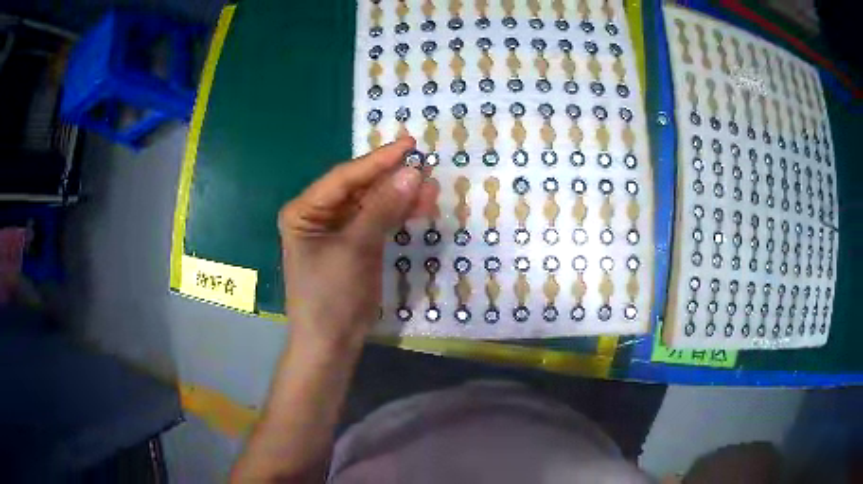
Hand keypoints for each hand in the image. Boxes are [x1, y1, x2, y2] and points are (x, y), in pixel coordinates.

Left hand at [278, 137, 437, 348]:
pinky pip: (379, 221)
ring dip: (400, 197)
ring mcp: (339, 229)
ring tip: (430, 190)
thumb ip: (382, 209)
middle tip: (425, 168)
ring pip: (373, 204)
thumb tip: (413, 173)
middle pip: (360, 188)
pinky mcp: (357, 244)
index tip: (409, 146)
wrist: (331, 342)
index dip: (377, 161)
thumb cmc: (330, 296)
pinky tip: (421, 207)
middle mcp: (320, 214)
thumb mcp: (355, 249)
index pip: (344, 178)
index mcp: (304, 210)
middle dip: (392, 179)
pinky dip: (399, 215)